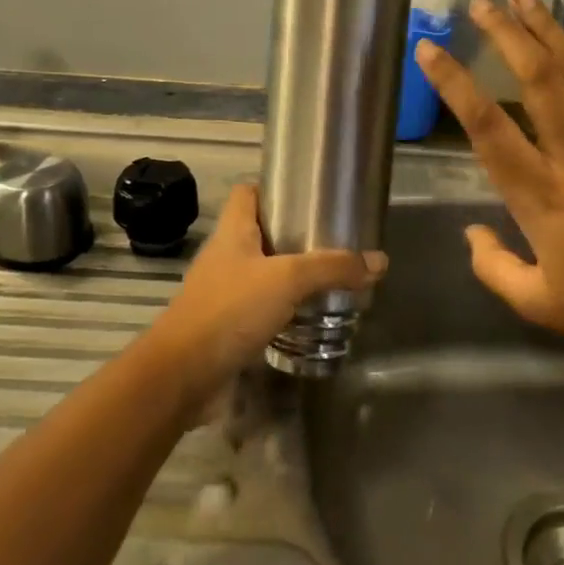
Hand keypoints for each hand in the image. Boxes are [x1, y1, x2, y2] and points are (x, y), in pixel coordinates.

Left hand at [148, 182, 384, 410]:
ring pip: (262, 274)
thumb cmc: (230, 311)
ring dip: (292, 277)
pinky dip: (284, 310)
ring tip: (330, 278)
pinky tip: (312, 317)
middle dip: (294, 236)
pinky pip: (261, 308)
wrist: (183, 375)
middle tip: (333, 240)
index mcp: (232, 232)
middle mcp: (226, 257)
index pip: (247, 194)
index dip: (273, 189)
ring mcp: (224, 293)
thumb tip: (379, 261)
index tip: (307, 196)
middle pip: (260, 233)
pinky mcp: (228, 327)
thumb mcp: (287, 280)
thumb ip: (332, 268)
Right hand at [416, 0, 563, 367]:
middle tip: (482, 3)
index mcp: (540, 195)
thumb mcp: (542, 305)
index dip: (454, 85)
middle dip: (506, 38)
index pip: (486, 129)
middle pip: (536, 84)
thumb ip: (495, 269)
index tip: (428, 49)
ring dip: (551, 33)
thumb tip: (469, 233)